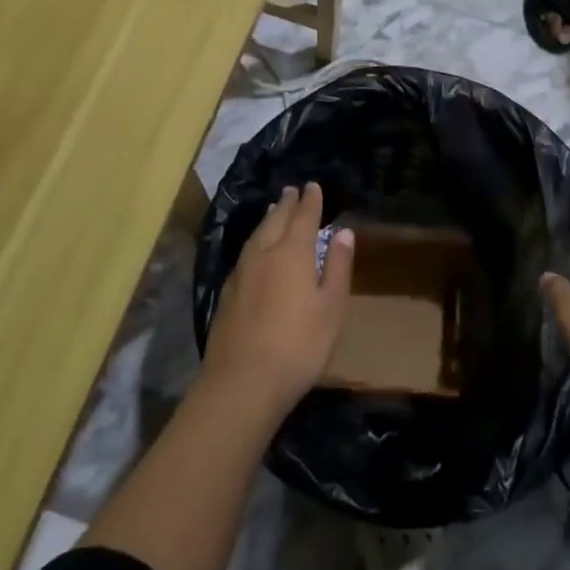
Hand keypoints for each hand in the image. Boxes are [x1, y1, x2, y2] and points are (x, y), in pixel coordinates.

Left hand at [202, 183, 355, 418]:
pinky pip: (245, 252)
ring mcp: (241, 273)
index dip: (310, 201)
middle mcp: (263, 254)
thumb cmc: (298, 345)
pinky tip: (255, 250)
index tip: (313, 186)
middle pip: (276, 220)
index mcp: (292, 252)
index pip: (303, 217)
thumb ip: (337, 266)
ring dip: (268, 218)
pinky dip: (256, 240)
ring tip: (274, 209)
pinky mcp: (227, 293)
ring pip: (256, 235)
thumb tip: (343, 231)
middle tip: (293, 190)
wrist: (241, 383)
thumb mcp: (331, 307)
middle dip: (287, 204)